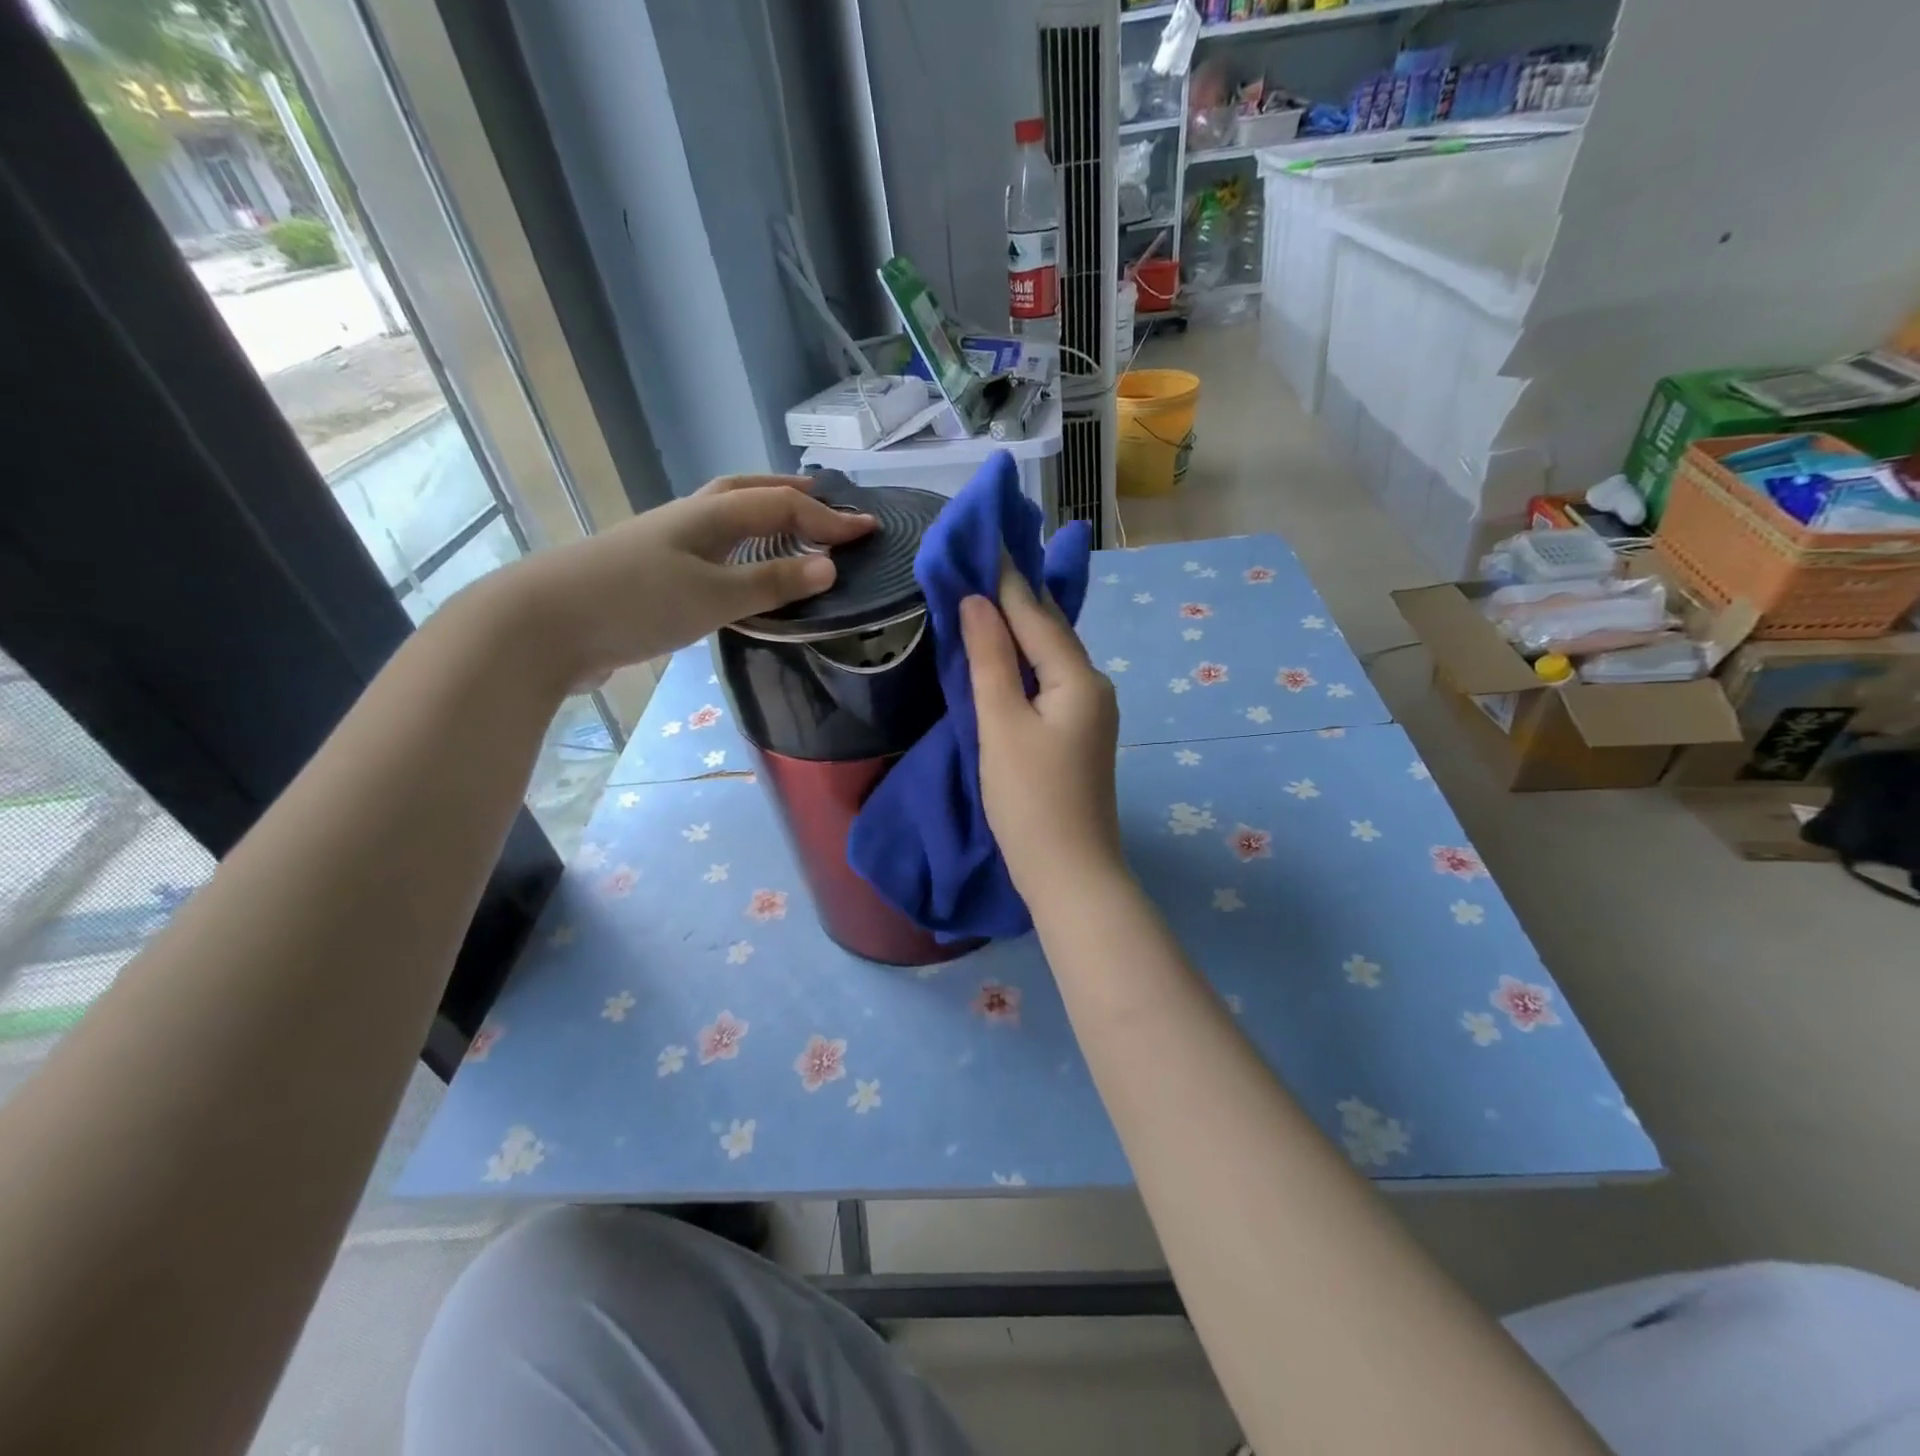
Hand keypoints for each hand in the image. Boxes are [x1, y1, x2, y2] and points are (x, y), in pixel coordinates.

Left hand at [489, 475, 874, 684]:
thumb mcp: (713, 596)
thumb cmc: (635, 603)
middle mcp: (690, 519)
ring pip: (726, 517)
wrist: (543, 625)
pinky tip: (741, 571)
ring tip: (790, 529)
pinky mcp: (653, 572)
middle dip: (790, 495)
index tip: (869, 531)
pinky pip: (712, 548)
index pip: (783, 507)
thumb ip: (771, 582)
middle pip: (748, 492)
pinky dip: (740, 548)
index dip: (829, 520)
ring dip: (763, 516)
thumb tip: (829, 566)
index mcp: (710, 516)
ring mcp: (667, 543)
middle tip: (824, 502)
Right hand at [961, 567, 1123, 902]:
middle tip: (983, 560)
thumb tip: (979, 601)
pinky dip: (1025, 663)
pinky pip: (1050, 683)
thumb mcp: (1002, 725)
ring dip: (1020, 629)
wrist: (1070, 874)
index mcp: (1078, 678)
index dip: (1006, 579)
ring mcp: (1091, 713)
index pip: (1036, 615)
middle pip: (1050, 631)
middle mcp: (1094, 687)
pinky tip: (1007, 656)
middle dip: (1016, 597)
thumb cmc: (1030, 800)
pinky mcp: (1079, 735)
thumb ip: (990, 660)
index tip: (984, 540)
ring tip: (988, 597)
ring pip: (1050, 658)